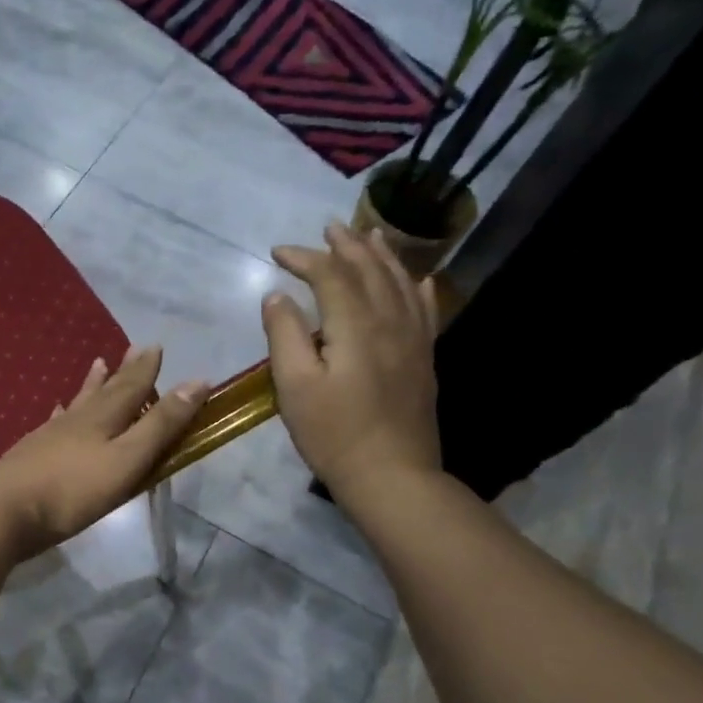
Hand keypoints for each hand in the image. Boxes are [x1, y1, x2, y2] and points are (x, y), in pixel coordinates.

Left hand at [0, 346, 206, 557]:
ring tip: (97, 364)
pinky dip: (60, 414)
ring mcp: (50, 436)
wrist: (5, 510)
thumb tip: (197, 382)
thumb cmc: (73, 489)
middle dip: (123, 372)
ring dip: (91, 385)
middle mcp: (78, 420)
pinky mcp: (32, 455)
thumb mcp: (127, 459)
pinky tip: (57, 411)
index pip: (132, 387)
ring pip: (78, 404)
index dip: (147, 369)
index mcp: (104, 419)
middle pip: (105, 391)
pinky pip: (53, 425)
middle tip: (133, 348)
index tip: (156, 346)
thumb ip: (161, 425)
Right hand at [263, 223, 441, 492]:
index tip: (277, 252)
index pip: (330, 274)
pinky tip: (418, 278)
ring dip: (382, 256)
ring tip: (371, 235)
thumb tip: (278, 296)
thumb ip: (285, 335)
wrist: (391, 475)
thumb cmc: (333, 433)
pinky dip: (418, 287)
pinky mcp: (424, 359)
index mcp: (355, 325)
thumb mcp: (294, 386)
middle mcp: (390, 321)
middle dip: (346, 245)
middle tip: (328, 227)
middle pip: (369, 270)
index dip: (304, 257)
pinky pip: (425, 310)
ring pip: (401, 283)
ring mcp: (414, 339)